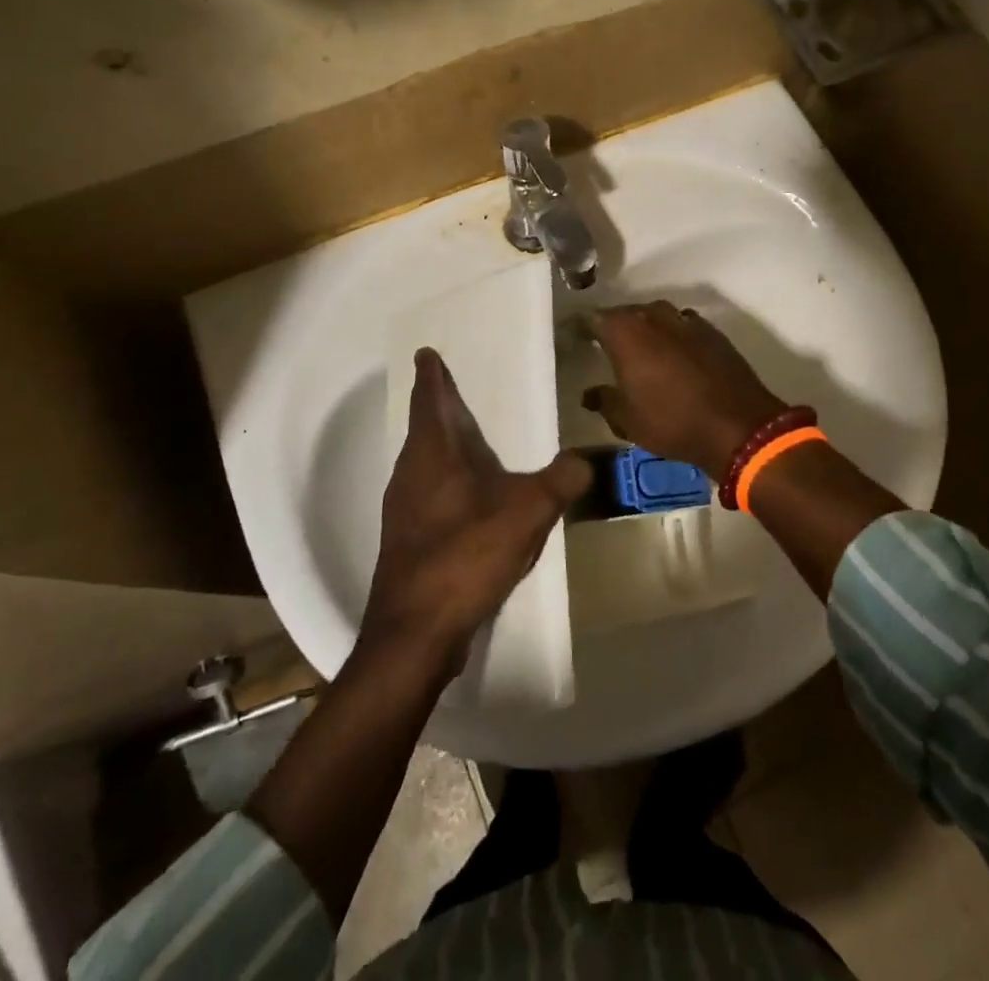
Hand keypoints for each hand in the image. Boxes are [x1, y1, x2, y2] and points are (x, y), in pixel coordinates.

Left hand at [362, 349, 590, 680]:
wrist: (415, 634)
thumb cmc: (465, 557)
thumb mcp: (526, 514)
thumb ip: (560, 481)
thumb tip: (586, 459)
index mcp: (431, 455)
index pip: (428, 401)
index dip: (430, 376)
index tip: (426, 353)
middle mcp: (409, 475)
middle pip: (422, 430)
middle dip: (437, 408)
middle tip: (457, 391)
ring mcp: (402, 510)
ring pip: (421, 463)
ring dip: (440, 446)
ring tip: (468, 439)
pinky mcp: (406, 541)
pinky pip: (425, 492)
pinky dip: (443, 480)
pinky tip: (467, 497)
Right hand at [583, 302, 787, 478]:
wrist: (737, 426)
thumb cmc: (671, 422)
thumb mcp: (627, 420)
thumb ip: (604, 401)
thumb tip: (589, 393)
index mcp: (626, 332)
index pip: (593, 318)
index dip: (581, 327)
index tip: (573, 337)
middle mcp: (654, 317)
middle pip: (627, 312)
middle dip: (615, 326)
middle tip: (605, 345)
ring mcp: (687, 321)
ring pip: (657, 316)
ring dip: (646, 328)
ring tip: (640, 349)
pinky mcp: (712, 332)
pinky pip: (682, 325)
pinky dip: (672, 335)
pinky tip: (673, 354)